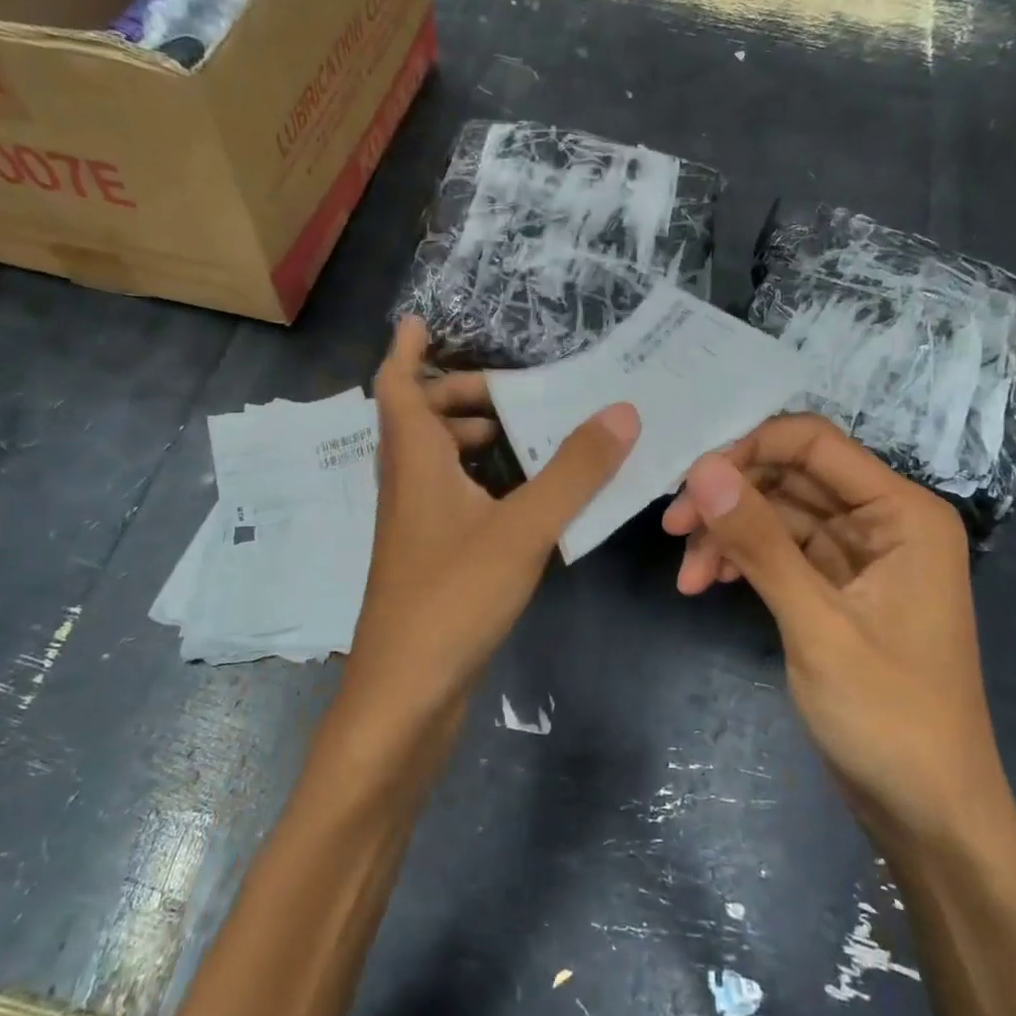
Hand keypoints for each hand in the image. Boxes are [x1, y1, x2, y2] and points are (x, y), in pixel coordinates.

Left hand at [347, 318, 638, 716]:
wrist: (406, 695)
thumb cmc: (452, 599)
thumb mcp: (521, 529)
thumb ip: (573, 472)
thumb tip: (621, 410)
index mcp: (414, 462)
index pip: (395, 385)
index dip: (406, 349)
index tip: (423, 320)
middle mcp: (407, 486)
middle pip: (418, 420)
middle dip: (457, 394)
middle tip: (510, 388)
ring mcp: (417, 526)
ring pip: (435, 461)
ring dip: (469, 437)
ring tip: (523, 431)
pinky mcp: (431, 559)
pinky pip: (453, 498)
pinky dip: (481, 480)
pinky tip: (523, 496)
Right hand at [661, 414, 1010, 843]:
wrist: (928, 814)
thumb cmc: (888, 717)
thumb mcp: (817, 625)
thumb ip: (760, 543)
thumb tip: (703, 469)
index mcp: (902, 513)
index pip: (814, 443)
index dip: (748, 450)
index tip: (691, 486)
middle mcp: (883, 522)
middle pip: (790, 477)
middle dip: (730, 499)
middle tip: (674, 530)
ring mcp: (858, 557)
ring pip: (777, 516)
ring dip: (729, 537)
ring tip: (688, 579)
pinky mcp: (836, 589)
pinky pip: (781, 553)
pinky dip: (744, 563)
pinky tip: (710, 585)